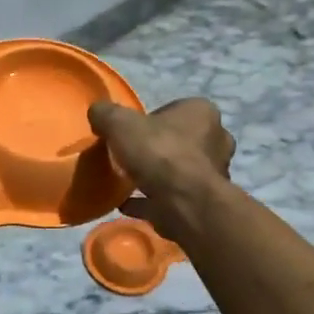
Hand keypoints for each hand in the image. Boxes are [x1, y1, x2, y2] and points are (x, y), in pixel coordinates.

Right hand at [88, 97, 233, 236]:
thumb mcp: (120, 123)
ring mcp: (213, 174)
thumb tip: (97, 112)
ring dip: (157, 176)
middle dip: (158, 149)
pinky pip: (171, 198)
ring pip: (180, 170)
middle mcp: (216, 139)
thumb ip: (106, 114)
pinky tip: (127, 204)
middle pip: (180, 141)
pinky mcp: (204, 202)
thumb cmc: (158, 153)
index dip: (150, 121)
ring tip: (127, 183)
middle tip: (130, 157)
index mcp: (202, 112)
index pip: (175, 110)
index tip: (130, 134)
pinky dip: (152, 200)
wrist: (183, 203)